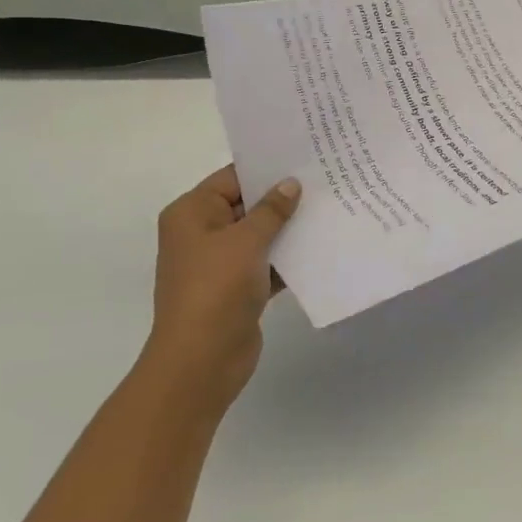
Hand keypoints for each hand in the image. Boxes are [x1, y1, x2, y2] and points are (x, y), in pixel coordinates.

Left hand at [144, 165, 300, 417]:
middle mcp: (201, 233)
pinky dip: (286, 258)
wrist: (200, 362)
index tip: (304, 159)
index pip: (233, 178)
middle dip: (282, 198)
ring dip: (288, 229)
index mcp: (192, 213)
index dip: (267, 169)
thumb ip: (272, 210)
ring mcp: (219, 263)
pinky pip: (265, 263)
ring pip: (259, 235)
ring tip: (329, 209)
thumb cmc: (216, 289)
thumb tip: (291, 183)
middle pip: (247, 205)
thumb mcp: (246, 241)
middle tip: (324, 182)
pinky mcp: (236, 289)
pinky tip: (320, 247)